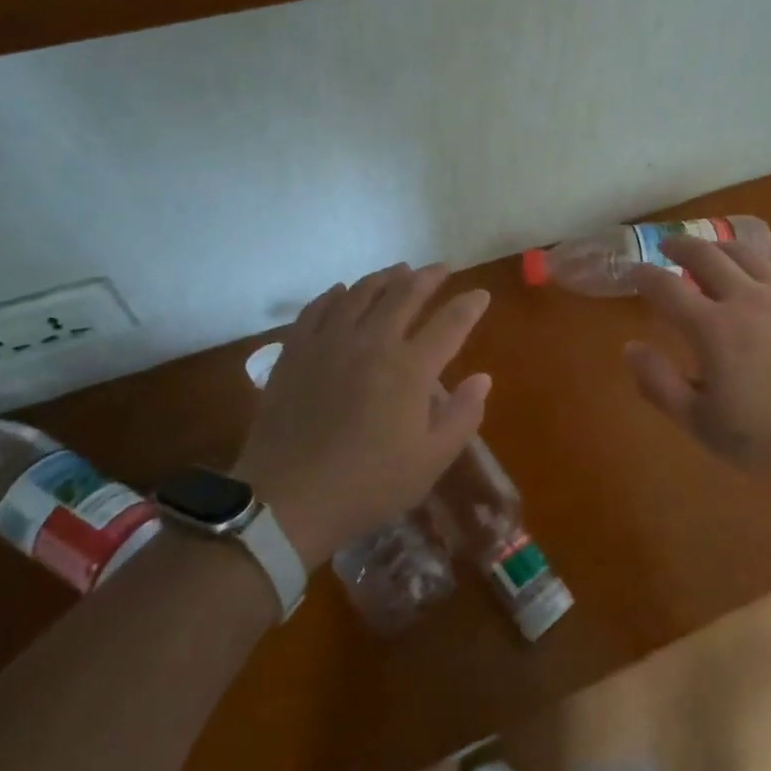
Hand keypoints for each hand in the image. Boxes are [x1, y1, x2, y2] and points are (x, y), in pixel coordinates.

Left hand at [234, 264, 491, 569]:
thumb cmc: (368, 484)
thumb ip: (462, 415)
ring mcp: (330, 342)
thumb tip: (483, 378)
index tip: (481, 295)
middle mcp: (373, 341)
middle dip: (429, 278)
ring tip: (399, 271)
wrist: (288, 501)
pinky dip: (335, 294)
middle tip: (441, 269)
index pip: (450, 323)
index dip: (469, 306)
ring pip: (361, 293)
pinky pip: (318, 308)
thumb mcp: (430, 460)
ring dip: (385, 277)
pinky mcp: (296, 351)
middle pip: (405, 294)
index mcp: (410, 368)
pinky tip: (341, 291)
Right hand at [623, 236, 770, 480]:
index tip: (633, 272)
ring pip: (746, 254)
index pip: (667, 288)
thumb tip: (630, 348)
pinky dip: (766, 263)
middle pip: (706, 256)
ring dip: (721, 247)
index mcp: (712, 328)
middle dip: (680, 247)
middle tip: (668, 248)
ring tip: (710, 250)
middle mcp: (745, 299)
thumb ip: (660, 385)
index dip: (644, 276)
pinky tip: (764, 269)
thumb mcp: (703, 424)